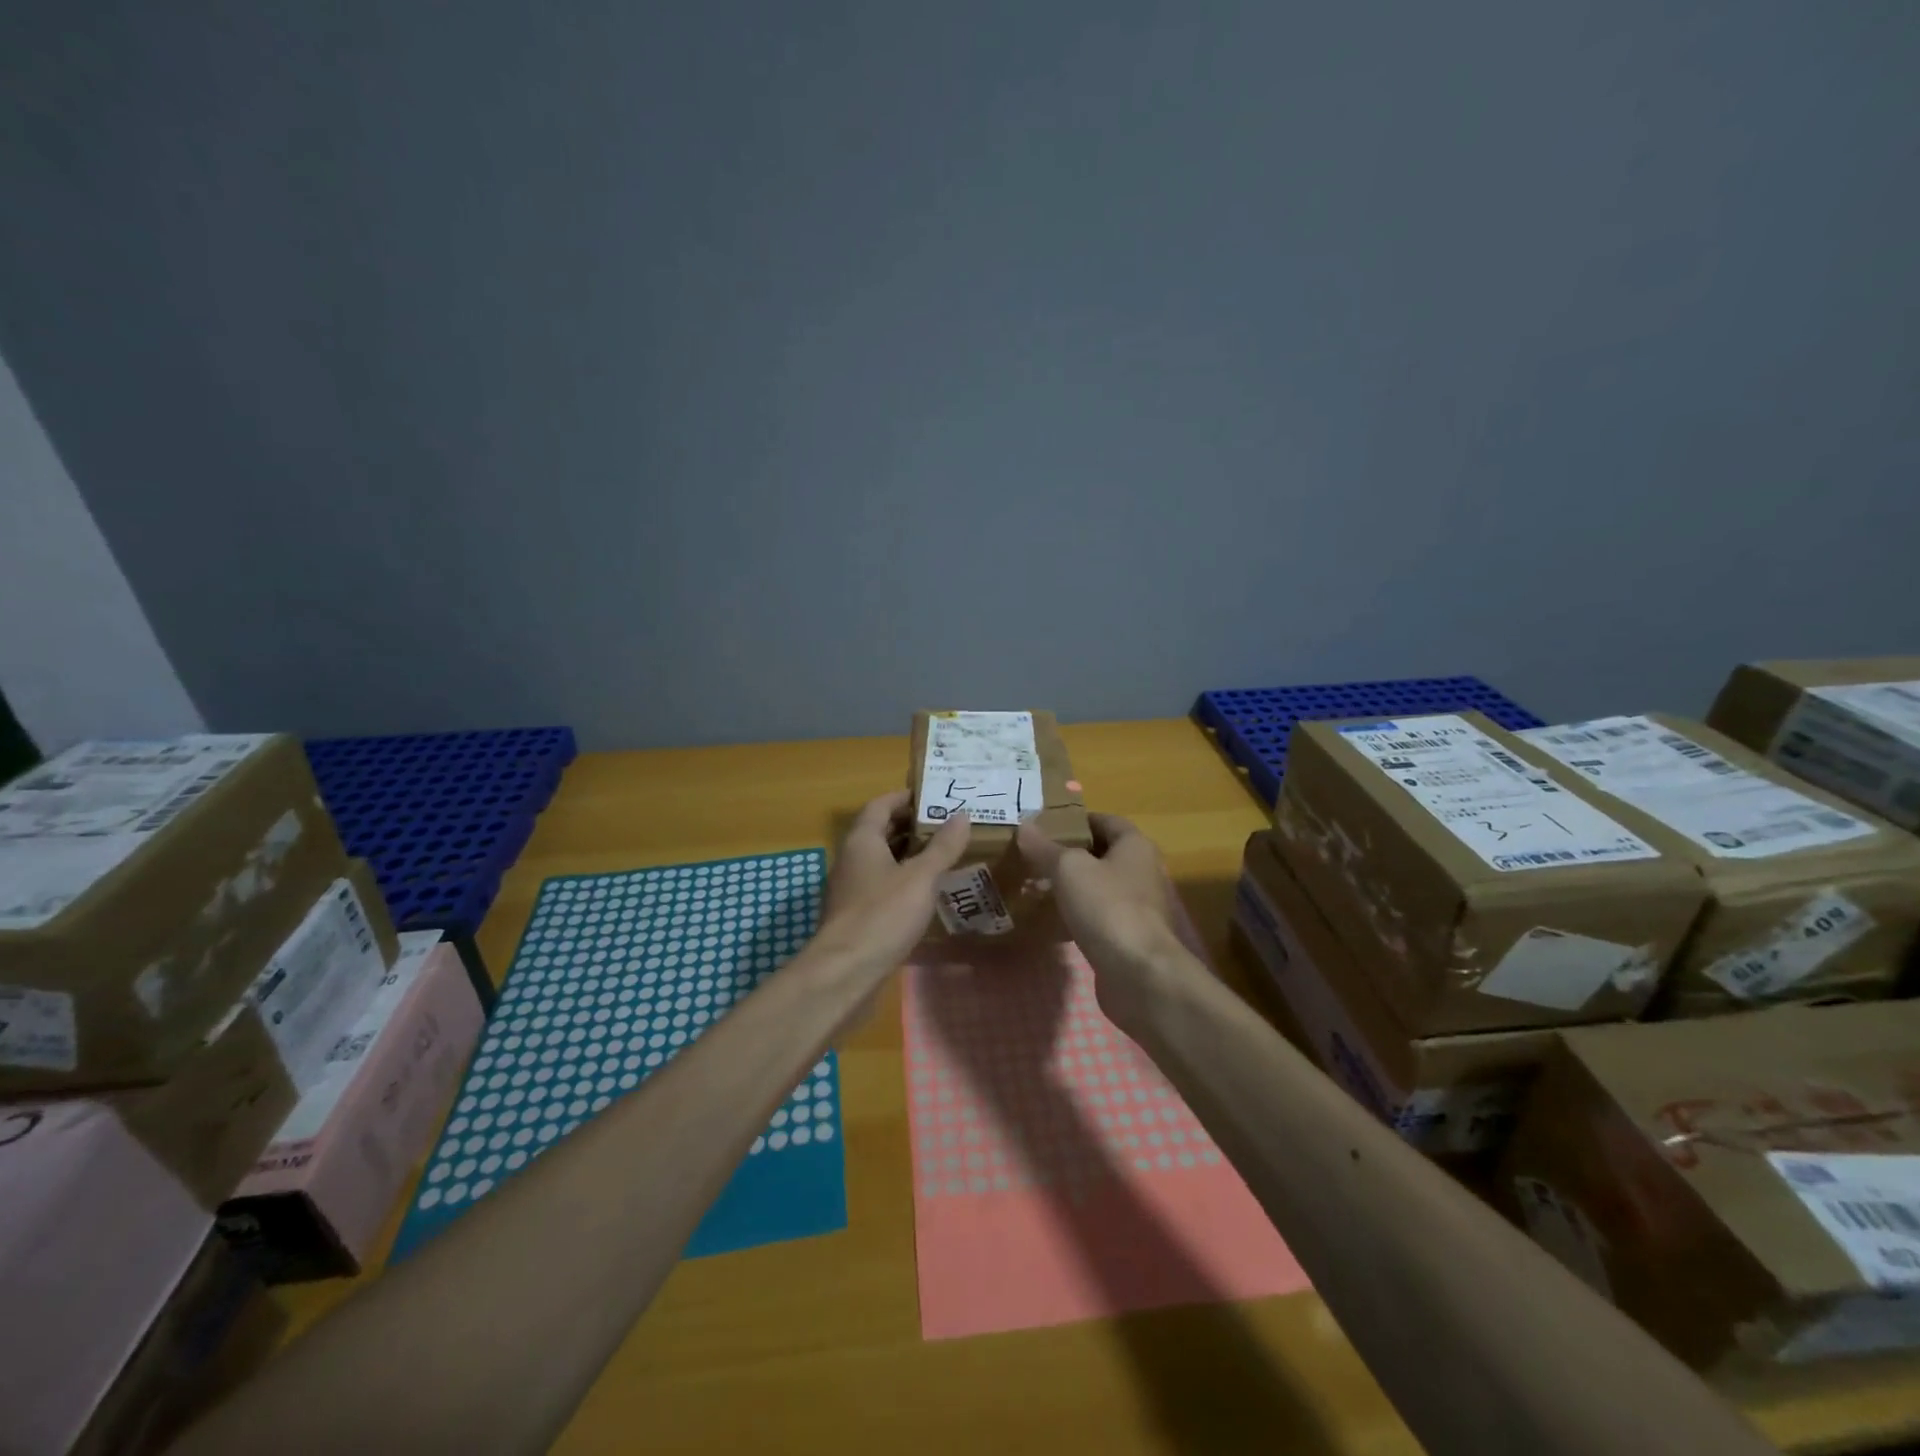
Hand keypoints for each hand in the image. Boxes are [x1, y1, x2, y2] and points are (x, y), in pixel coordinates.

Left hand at [818, 790, 971, 976]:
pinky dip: (902, 880)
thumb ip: (942, 846)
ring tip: (942, 855)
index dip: (906, 798)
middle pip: (880, 831)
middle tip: (946, 825)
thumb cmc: (883, 914)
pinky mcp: (854, 914)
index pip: (881, 804)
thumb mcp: (921, 877)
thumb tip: (962, 815)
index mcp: (862, 840)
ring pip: (880, 860)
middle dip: (911, 826)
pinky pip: (880, 885)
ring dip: (907, 855)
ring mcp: (850, 888)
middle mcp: (850, 858)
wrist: (845, 972)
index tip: (935, 797)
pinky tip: (925, 892)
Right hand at [1016, 813, 1193, 1032]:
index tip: (1044, 825)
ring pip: (1098, 887)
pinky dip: (1076, 915)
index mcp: (1135, 846)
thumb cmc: (1107, 907)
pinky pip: (1097, 917)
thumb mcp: (1069, 869)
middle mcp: (1142, 871)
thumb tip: (1024, 826)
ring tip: (1035, 885)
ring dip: (1071, 886)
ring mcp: (1137, 907)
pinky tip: (1049, 920)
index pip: (1105, 820)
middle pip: (1101, 854)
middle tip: (1033, 855)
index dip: (1076, 819)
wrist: (1139, 974)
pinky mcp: (1128, 937)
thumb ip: (1045, 847)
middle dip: (1069, 854)